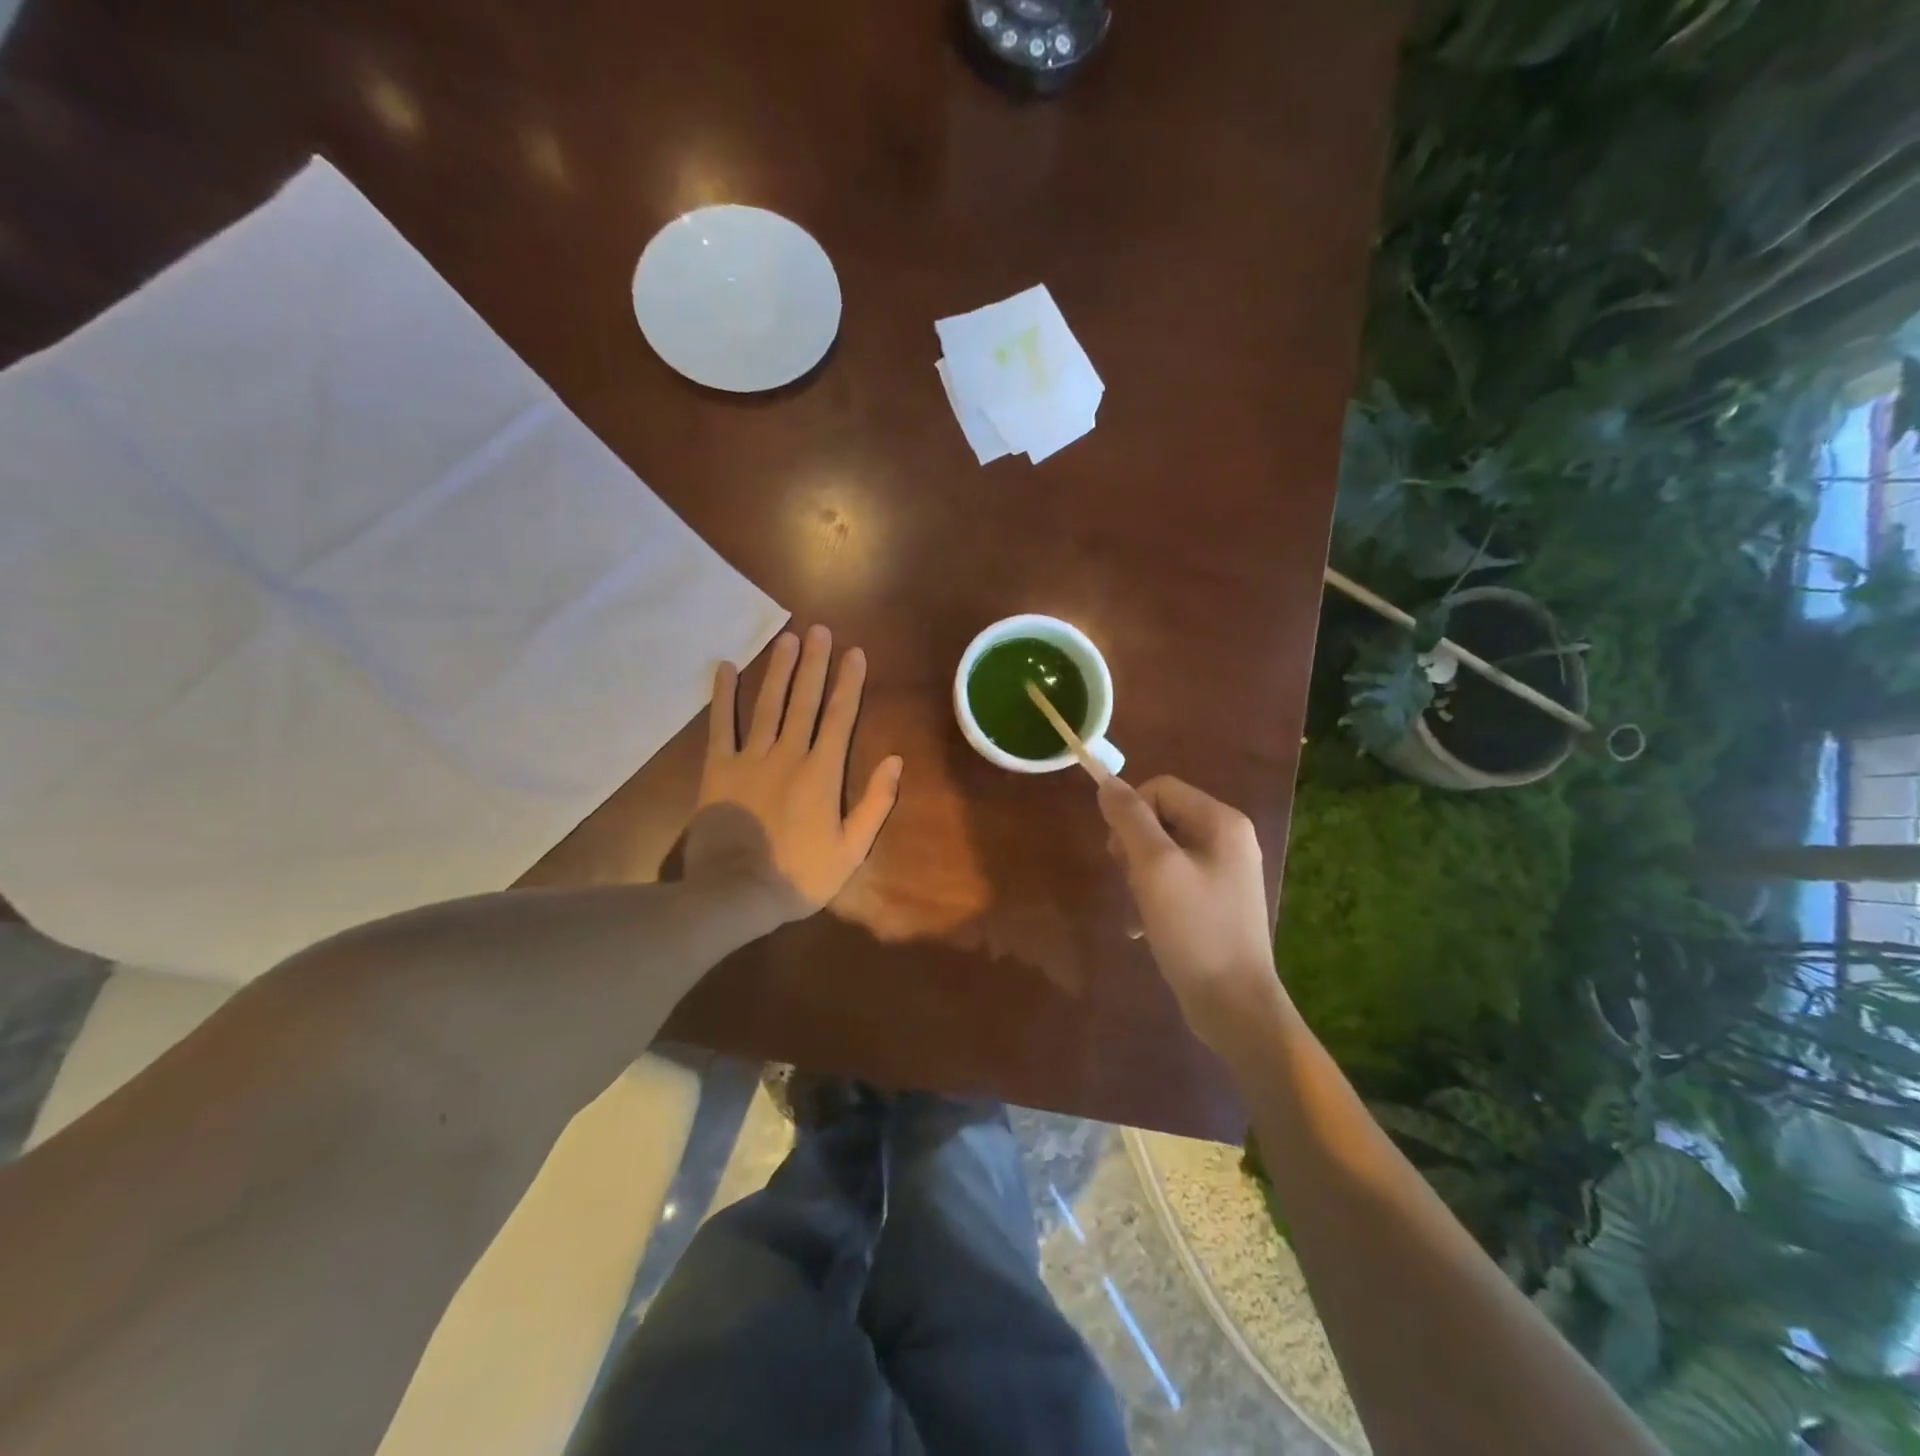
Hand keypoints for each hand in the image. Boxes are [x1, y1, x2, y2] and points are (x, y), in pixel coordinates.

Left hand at [685, 625, 903, 922]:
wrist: (735, 894)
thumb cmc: (799, 875)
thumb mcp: (852, 849)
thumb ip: (875, 803)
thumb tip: (895, 760)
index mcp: (822, 772)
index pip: (840, 717)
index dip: (849, 682)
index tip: (854, 653)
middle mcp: (788, 754)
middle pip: (804, 700)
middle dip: (814, 663)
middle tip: (819, 630)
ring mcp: (749, 758)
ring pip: (767, 704)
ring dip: (778, 669)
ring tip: (786, 638)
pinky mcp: (717, 768)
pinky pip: (720, 725)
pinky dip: (722, 695)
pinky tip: (724, 667)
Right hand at [1098, 775, 1283, 1052]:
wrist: (1234, 1004)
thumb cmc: (1194, 929)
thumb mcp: (1155, 868)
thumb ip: (1130, 820)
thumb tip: (1108, 782)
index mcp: (1221, 822)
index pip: (1160, 788)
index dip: (1130, 812)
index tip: (1117, 853)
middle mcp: (1228, 839)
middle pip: (1161, 818)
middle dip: (1133, 848)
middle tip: (1128, 882)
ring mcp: (1225, 871)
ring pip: (1162, 852)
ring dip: (1139, 877)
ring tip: (1137, 910)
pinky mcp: (1217, 901)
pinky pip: (1174, 881)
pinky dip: (1153, 898)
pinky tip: (1143, 927)